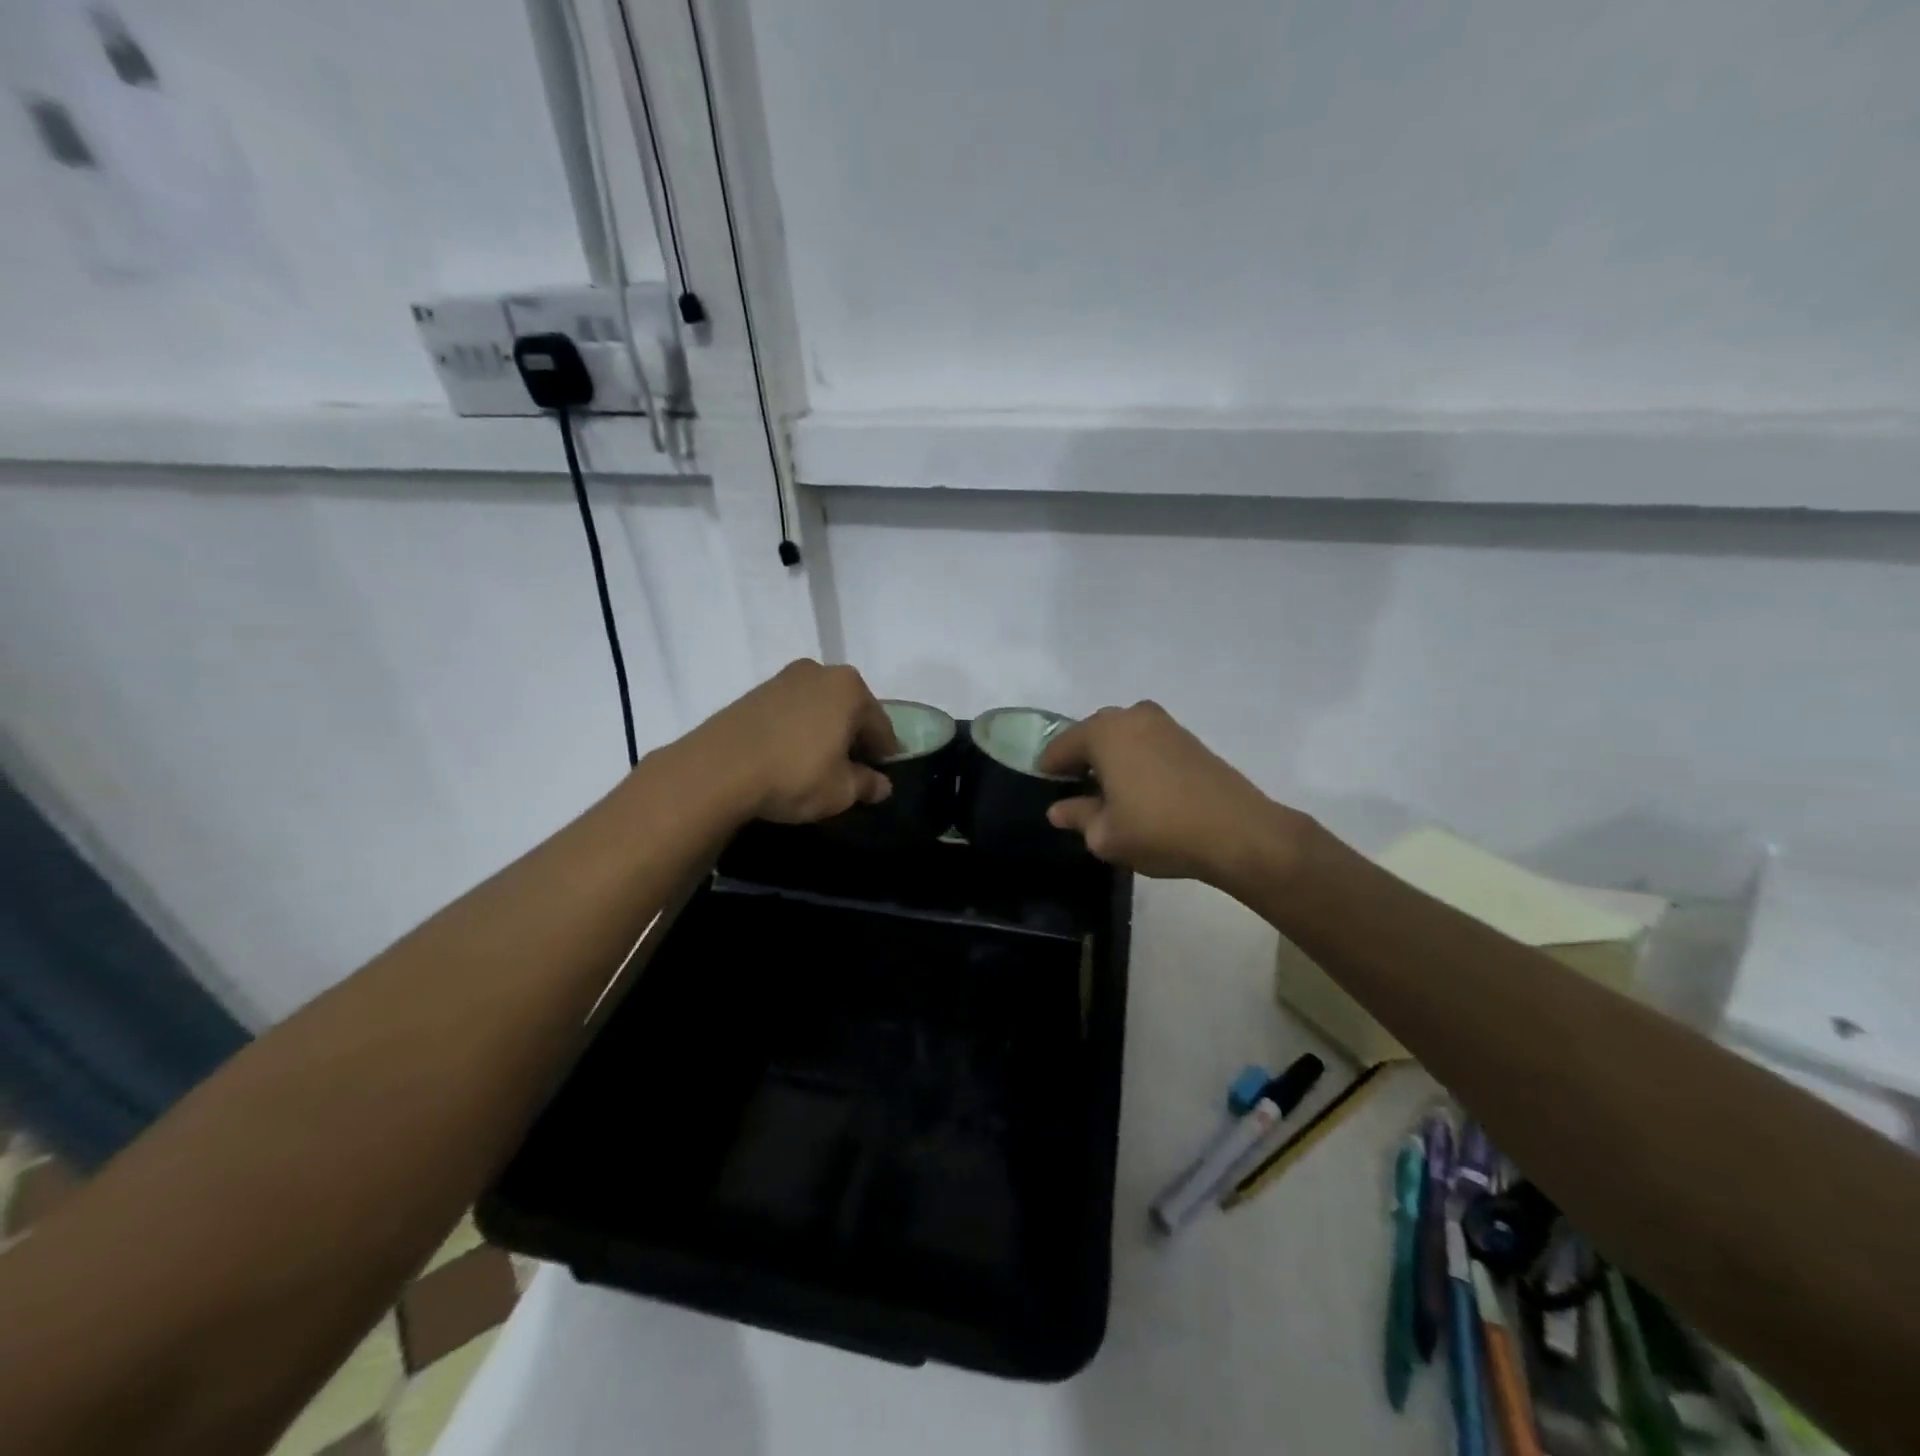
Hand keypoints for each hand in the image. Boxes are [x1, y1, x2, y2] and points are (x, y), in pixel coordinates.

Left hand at [678, 660, 898, 823]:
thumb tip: (881, 785)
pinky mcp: (754, 693)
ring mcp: (783, 679)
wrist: (717, 769)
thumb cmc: (795, 775)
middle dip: (853, 739)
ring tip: (818, 766)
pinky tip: (790, 757)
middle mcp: (820, 673)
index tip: (881, 777)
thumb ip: (867, 785)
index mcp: (850, 688)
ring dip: (824, 733)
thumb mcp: (841, 790)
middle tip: (851, 772)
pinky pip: (790, 712)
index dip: (885, 755)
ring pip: (818, 709)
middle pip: (849, 711)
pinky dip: (797, 731)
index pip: (881, 726)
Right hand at [1038, 701, 1308, 891]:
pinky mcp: (1188, 738)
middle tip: (1076, 792)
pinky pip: (1146, 742)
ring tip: (1109, 792)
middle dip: (1080, 759)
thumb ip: (1077, 816)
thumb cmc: (1159, 830)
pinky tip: (1140, 789)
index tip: (1045, 790)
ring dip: (1110, 758)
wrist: (1238, 832)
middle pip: (1092, 735)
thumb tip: (1058, 810)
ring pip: (1122, 736)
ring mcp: (1164, 724)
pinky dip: (1135, 759)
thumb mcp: (1106, 835)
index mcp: (1104, 732)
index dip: (1049, 769)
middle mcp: (1132, 716)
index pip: (1061, 746)